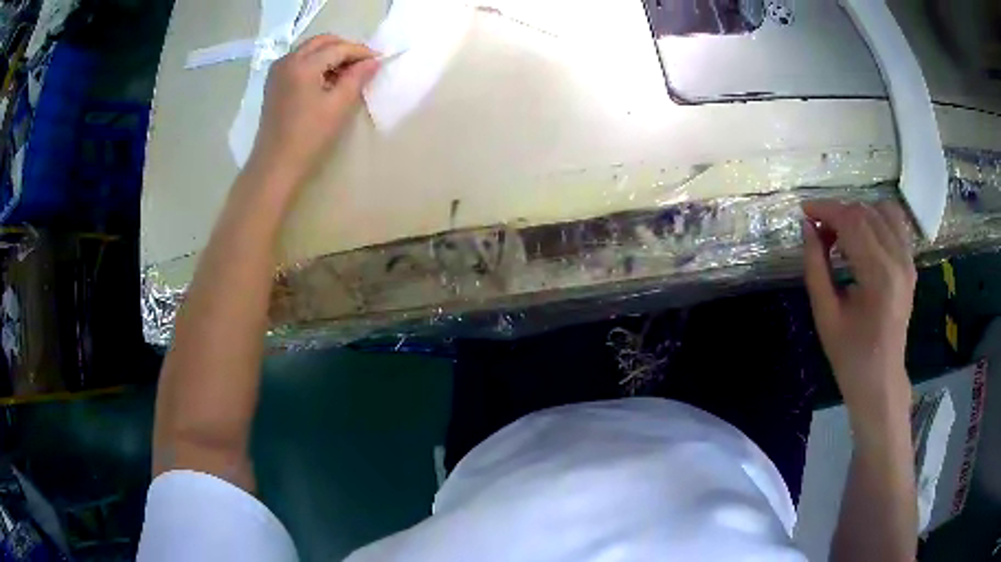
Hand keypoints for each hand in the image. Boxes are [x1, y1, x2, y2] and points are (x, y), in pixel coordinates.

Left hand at [247, 35, 379, 186]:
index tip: (378, 59)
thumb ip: (357, 78)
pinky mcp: (274, 83)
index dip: (360, 52)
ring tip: (346, 73)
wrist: (275, 165)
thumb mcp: (338, 106)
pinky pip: (298, 61)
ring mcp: (277, 71)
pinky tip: (326, 80)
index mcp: (303, 65)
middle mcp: (287, 61)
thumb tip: (373, 62)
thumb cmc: (309, 137)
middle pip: (321, 42)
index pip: (338, 48)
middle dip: (344, 47)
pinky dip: (315, 63)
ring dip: (329, 54)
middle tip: (363, 63)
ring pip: (309, 50)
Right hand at [802, 201, 915, 418]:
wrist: (881, 380)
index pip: (851, 221)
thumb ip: (815, 267)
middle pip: (865, 212)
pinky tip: (862, 238)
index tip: (804, 211)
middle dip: (838, 213)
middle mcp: (898, 260)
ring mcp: (908, 260)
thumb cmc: (850, 355)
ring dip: (856, 215)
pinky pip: (894, 223)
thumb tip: (808, 228)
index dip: (825, 210)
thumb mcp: (825, 315)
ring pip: (881, 210)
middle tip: (819, 233)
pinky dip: (875, 219)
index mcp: (879, 276)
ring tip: (841, 236)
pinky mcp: (910, 263)